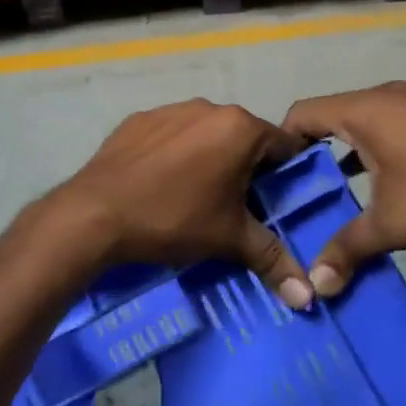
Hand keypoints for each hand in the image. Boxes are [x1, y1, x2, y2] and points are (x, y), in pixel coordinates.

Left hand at [45, 99, 312, 307]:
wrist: (95, 213)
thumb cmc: (174, 219)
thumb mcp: (229, 239)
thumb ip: (272, 260)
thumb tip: (309, 298)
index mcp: (239, 127)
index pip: (282, 146)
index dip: (285, 176)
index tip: (277, 202)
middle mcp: (207, 107)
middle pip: (242, 138)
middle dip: (245, 168)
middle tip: (237, 207)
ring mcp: (169, 109)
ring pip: (204, 134)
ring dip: (209, 158)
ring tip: (195, 197)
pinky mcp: (137, 120)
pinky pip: (169, 135)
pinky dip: (173, 154)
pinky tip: (160, 184)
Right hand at [283, 81, 405, 297]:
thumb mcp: (395, 224)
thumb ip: (349, 249)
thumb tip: (314, 286)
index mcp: (363, 110)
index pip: (300, 114)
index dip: (280, 146)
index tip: (274, 183)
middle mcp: (382, 97)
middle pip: (327, 117)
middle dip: (310, 155)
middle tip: (300, 196)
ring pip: (358, 124)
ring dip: (342, 156)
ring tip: (333, 197)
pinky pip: (384, 127)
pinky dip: (370, 152)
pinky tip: (377, 189)